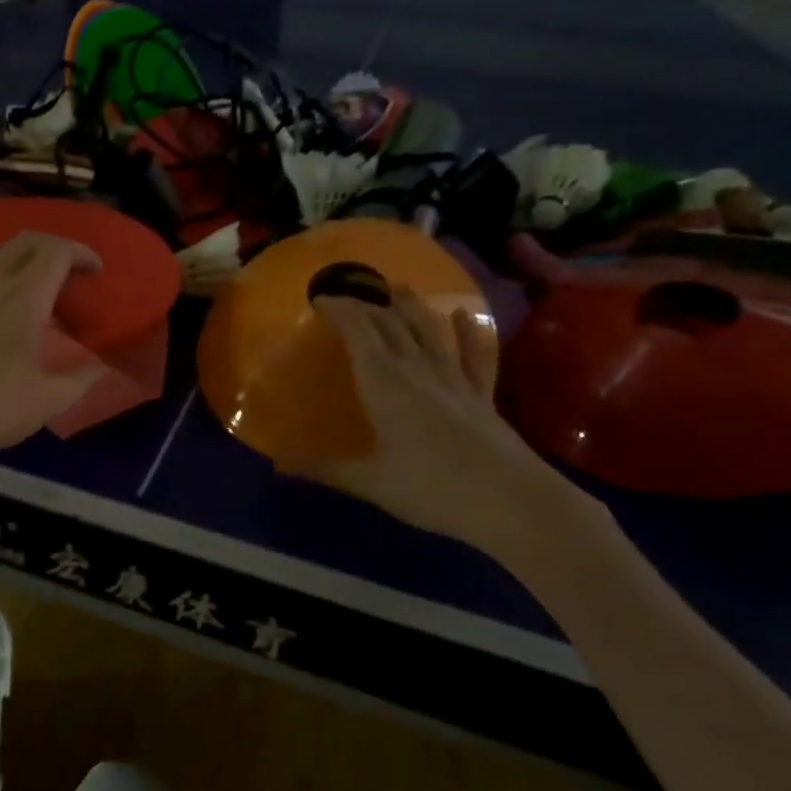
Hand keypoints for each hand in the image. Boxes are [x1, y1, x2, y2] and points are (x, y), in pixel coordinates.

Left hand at [0, 231, 105, 474]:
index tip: (97, 272)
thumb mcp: (47, 401)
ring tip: (41, 290)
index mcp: (23, 299)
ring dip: (26, 260)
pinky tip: (0, 307)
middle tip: (73, 274)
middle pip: (27, 241)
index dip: (82, 253)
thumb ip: (83, 377)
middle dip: (57, 247)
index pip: (57, 251)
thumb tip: (105, 364)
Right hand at [302, 291, 590, 565]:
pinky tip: (464, 316)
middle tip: (350, 295)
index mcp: (385, 384)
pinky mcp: (482, 394)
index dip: (341, 311)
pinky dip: (468, 332)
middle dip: (368, 305)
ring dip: (412, 306)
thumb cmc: (433, 489)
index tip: (321, 299)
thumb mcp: (371, 483)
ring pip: (429, 330)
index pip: (359, 333)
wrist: (512, 502)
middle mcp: (418, 370)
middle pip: (391, 326)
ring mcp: (454, 379)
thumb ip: (325, 469)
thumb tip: (278, 464)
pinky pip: (474, 355)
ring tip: (399, 287)